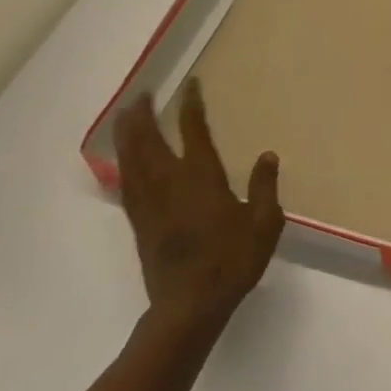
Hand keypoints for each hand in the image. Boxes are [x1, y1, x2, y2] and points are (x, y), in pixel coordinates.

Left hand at [116, 80, 284, 332]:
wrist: (190, 305)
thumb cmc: (232, 261)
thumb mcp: (264, 224)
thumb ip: (265, 187)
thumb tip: (267, 155)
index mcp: (203, 178)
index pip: (194, 131)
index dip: (191, 106)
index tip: (190, 86)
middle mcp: (170, 182)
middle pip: (149, 140)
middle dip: (144, 115)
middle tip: (142, 95)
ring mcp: (150, 202)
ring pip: (131, 159)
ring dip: (127, 134)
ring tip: (125, 115)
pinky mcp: (139, 222)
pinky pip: (126, 184)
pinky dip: (122, 164)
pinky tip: (122, 160)